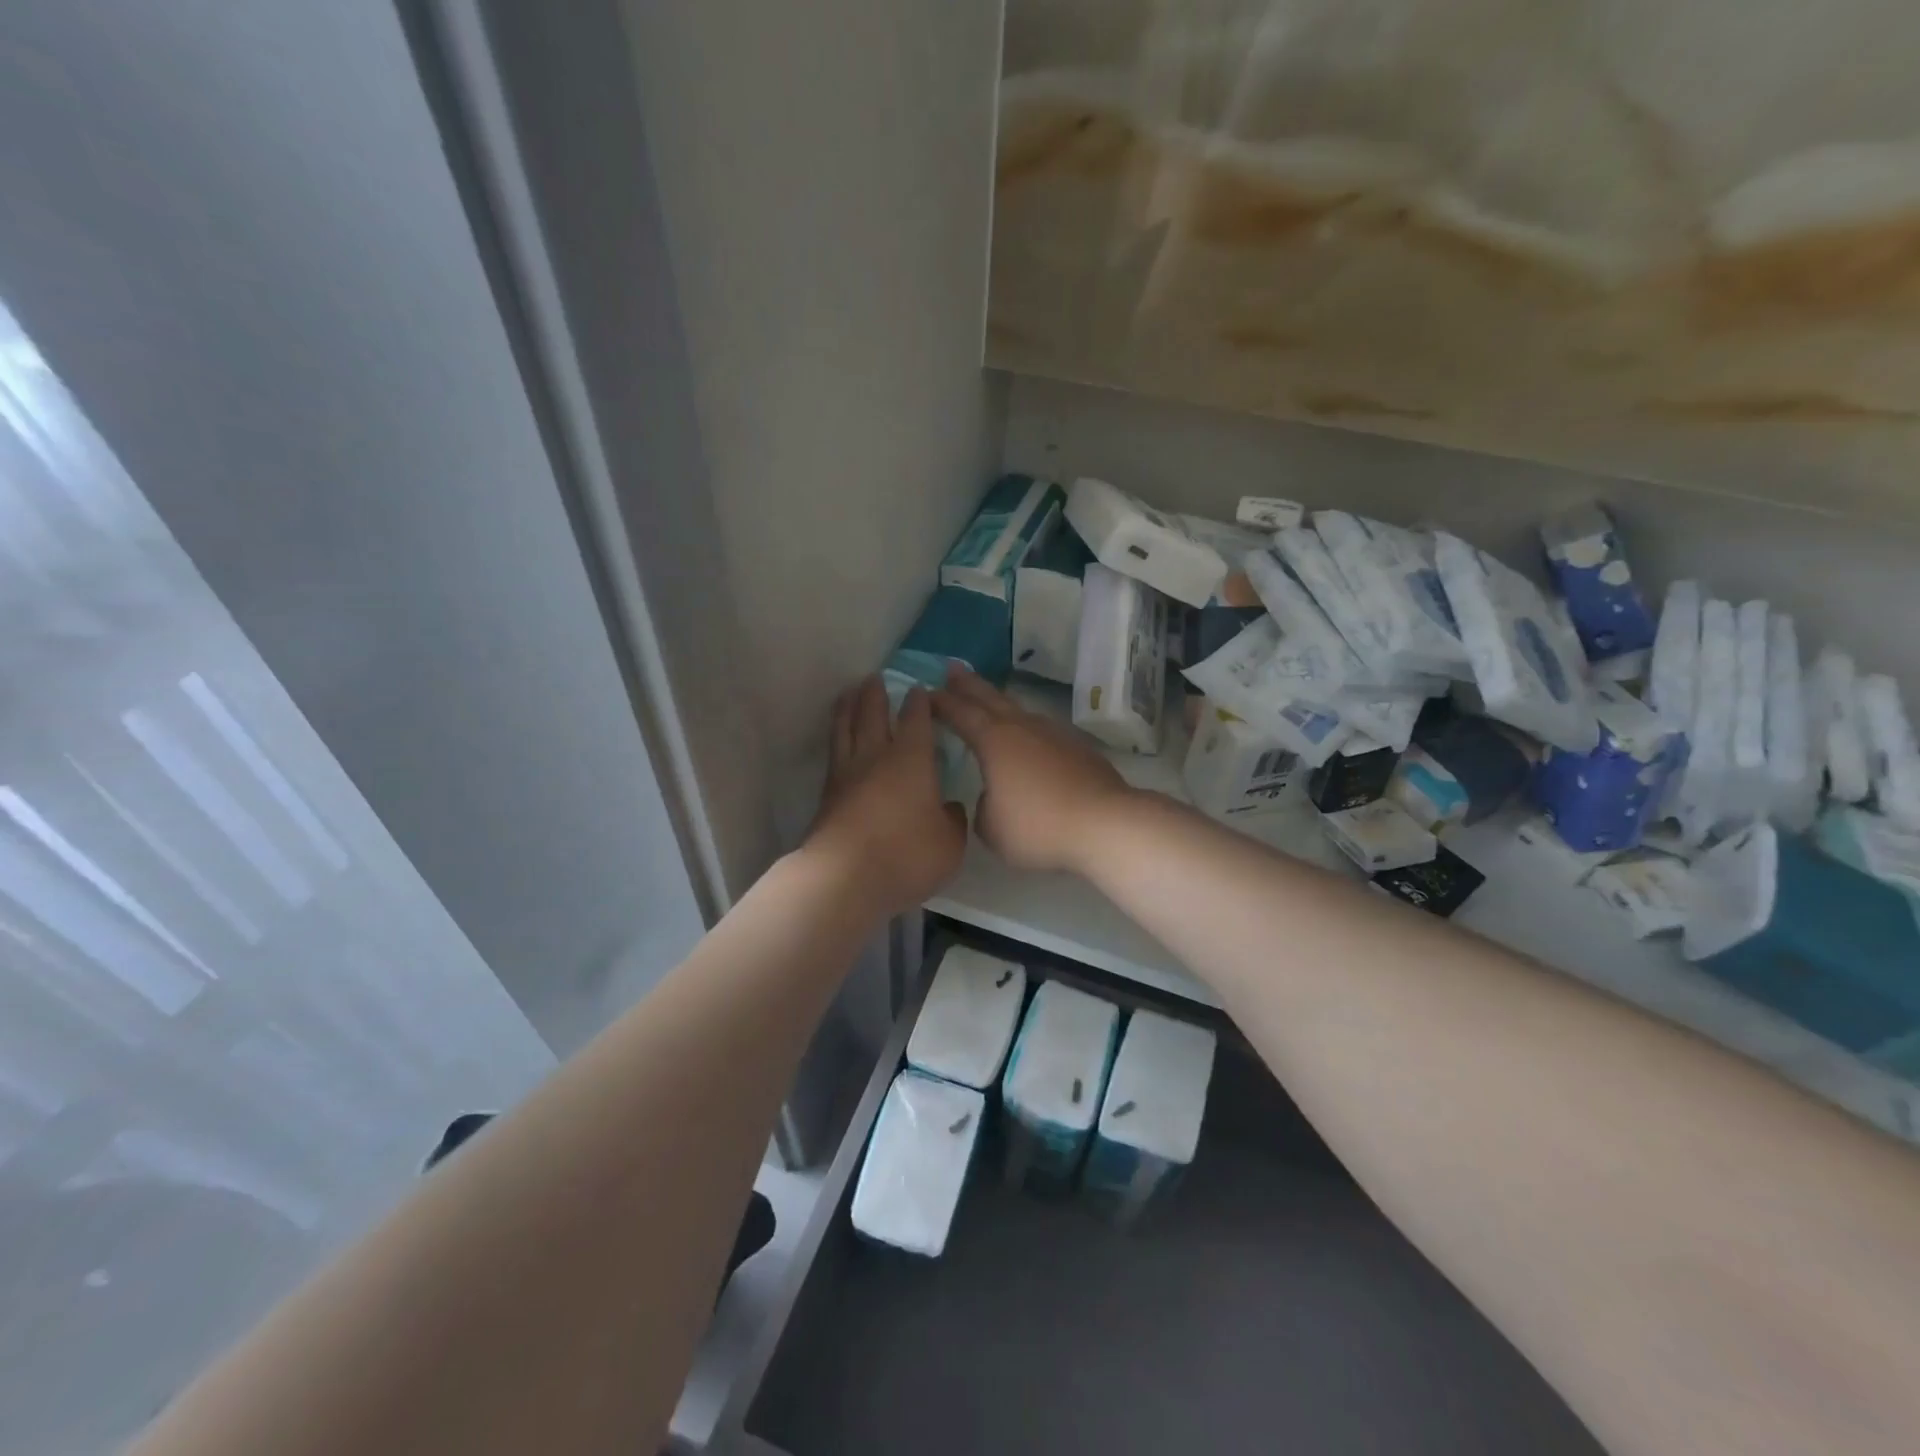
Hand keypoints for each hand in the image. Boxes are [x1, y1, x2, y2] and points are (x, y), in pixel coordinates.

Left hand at [806, 676, 967, 915]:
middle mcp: (876, 757)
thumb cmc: (907, 855)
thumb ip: (952, 821)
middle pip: (872, 714)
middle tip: (875, 678)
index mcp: (911, 759)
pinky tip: (839, 743)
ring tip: (848, 695)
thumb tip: (949, 808)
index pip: (916, 720)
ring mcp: (846, 775)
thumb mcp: (949, 843)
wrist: (845, 878)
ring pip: (844, 730)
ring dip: (847, 708)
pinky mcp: (826, 797)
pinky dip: (836, 739)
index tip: (920, 689)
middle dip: (875, 694)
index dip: (919, 703)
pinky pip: (833, 755)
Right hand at [933, 666, 1135, 875]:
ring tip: (990, 701)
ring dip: (1000, 703)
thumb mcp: (992, 828)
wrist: (1104, 824)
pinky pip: (1042, 731)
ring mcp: (1054, 734)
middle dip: (969, 684)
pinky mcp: (1078, 748)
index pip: (961, 714)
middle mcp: (1023, 728)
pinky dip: (1026, 728)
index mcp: (994, 741)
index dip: (941, 703)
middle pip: (991, 698)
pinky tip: (1028, 738)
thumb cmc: (1038, 826)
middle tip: (952, 668)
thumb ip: (983, 808)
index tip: (926, 693)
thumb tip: (992, 797)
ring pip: (1020, 711)